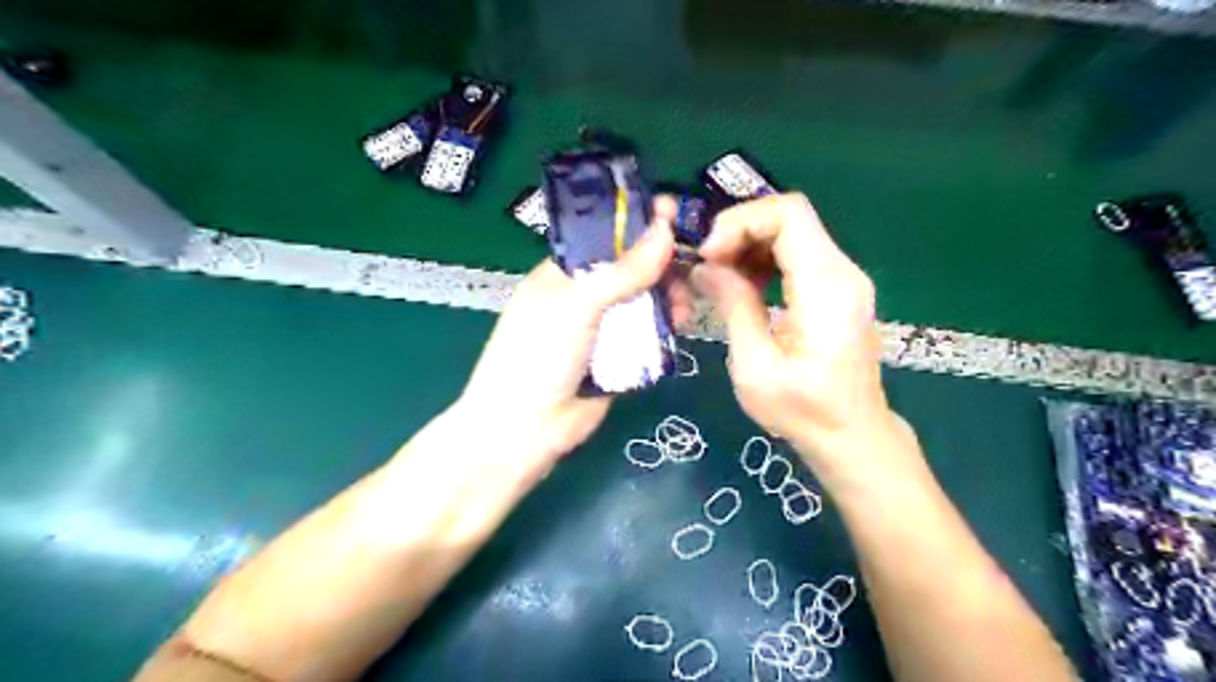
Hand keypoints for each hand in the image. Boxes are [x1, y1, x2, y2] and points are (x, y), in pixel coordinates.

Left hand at [458, 198, 680, 462]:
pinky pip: (648, 335)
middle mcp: (583, 297)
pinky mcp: (618, 359)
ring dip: (668, 299)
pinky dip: (666, 329)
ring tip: (686, 307)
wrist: (525, 430)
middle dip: (661, 266)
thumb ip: (622, 271)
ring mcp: (601, 330)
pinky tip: (682, 327)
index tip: (676, 213)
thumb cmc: (538, 356)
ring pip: (644, 303)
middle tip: (692, 267)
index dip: (638, 224)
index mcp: (562, 274)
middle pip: (631, 270)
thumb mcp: (576, 305)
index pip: (605, 236)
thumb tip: (665, 230)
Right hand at [689, 191, 906, 479]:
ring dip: (748, 245)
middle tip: (706, 265)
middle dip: (739, 231)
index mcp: (825, 287)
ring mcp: (844, 278)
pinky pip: (798, 254)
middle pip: (789, 217)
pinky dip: (764, 259)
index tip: (708, 255)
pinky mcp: (838, 289)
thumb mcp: (755, 365)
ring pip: (791, 232)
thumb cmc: (803, 411)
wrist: (853, 436)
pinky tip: (742, 285)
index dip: (740, 222)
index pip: (788, 214)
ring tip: (717, 277)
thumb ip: (734, 306)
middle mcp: (842, 271)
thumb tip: (705, 266)